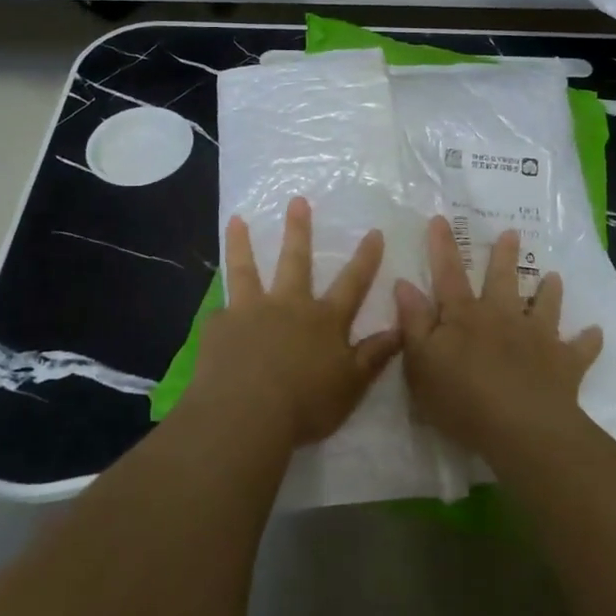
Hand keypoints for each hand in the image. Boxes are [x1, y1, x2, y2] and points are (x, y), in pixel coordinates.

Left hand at [187, 197, 400, 448]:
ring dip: (241, 244)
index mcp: (324, 320)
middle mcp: (288, 306)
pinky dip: (220, 312)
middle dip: (299, 229)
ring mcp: (250, 312)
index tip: (374, 231)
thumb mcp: (351, 386)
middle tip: (296, 200)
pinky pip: (220, 315)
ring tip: (236, 219)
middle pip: (295, 260)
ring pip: (246, 270)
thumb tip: (400, 329)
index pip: (352, 283)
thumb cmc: (305, 405)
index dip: (365, 258)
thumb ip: (374, 356)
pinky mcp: (219, 327)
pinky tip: (215, 314)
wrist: (245, 415)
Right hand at [395, 215, 603, 457]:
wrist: (521, 428)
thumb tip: (404, 283)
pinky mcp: (564, 363)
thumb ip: (414, 322)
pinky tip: (596, 332)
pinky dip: (589, 340)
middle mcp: (503, 317)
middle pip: (502, 280)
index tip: (441, 219)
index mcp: (466, 316)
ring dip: (549, 291)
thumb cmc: (461, 398)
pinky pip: (581, 348)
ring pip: (545, 306)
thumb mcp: (421, 363)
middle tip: (512, 232)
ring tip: (554, 276)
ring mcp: (538, 337)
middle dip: (504, 255)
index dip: (442, 247)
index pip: (449, 274)